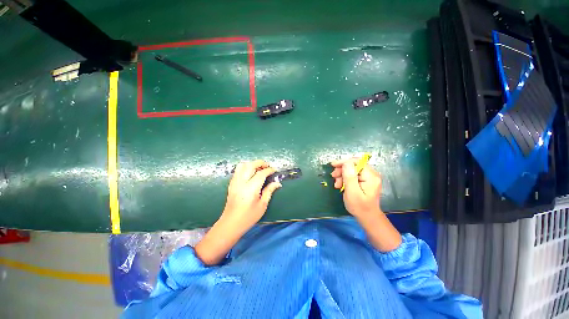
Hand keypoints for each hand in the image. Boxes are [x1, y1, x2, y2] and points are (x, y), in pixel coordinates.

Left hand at [195, 160, 280, 265]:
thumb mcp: (262, 205)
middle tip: (267, 166)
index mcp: (251, 189)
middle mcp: (242, 183)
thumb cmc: (249, 216)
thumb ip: (269, 191)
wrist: (231, 223)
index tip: (274, 170)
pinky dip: (245, 167)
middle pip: (250, 165)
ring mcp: (235, 182)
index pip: (261, 174)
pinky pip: (238, 170)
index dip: (269, 170)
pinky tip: (251, 173)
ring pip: (242, 165)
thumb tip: (277, 183)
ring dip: (252, 163)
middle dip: (260, 163)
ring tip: (259, 168)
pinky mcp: (231, 183)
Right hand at [331, 158, 400, 251]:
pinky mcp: (365, 180)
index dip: (344, 162)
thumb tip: (346, 162)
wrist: (367, 217)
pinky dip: (345, 178)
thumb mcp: (352, 192)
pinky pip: (353, 175)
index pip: (357, 162)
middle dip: (342, 169)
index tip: (333, 165)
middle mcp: (371, 174)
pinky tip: (340, 184)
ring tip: (336, 184)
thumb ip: (349, 176)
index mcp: (371, 176)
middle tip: (333, 176)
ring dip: (342, 175)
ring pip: (352, 170)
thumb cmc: (359, 206)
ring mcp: (368, 177)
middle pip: (354, 165)